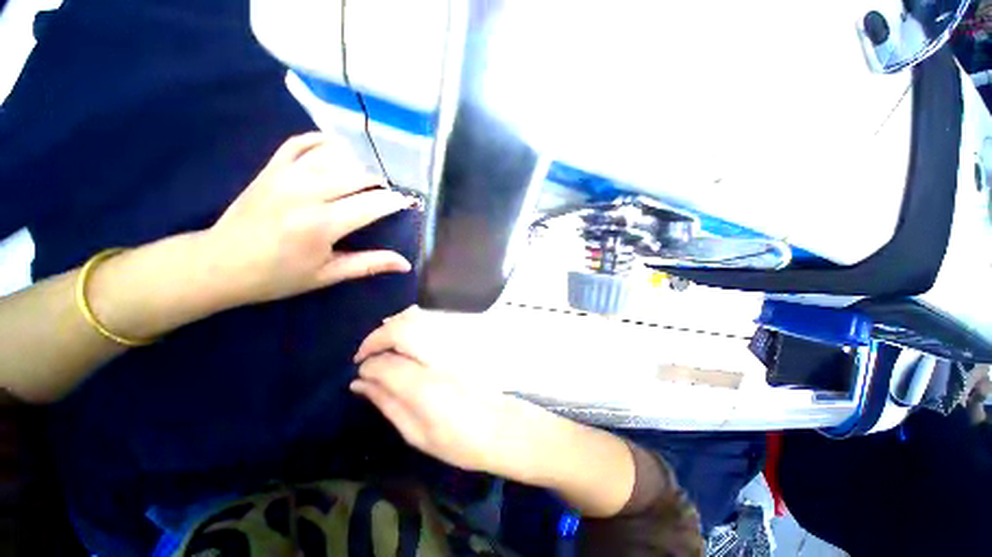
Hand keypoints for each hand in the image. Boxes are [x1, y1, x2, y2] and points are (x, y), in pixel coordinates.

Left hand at [200, 132, 411, 308]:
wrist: (220, 264)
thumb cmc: (278, 276)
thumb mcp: (328, 275)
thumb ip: (369, 265)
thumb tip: (405, 264)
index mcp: (321, 225)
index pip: (371, 205)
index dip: (394, 202)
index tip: (407, 202)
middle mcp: (306, 193)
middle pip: (356, 176)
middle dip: (379, 183)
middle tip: (388, 193)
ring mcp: (285, 176)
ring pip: (333, 157)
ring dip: (358, 164)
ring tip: (369, 176)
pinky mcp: (270, 169)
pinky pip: (299, 143)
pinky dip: (321, 141)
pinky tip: (337, 147)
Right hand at [352, 307, 555, 478]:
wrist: (501, 426)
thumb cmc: (458, 441)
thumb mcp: (415, 433)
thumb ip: (386, 402)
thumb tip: (358, 383)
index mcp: (422, 386)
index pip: (382, 363)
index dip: (366, 365)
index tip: (360, 374)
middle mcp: (435, 358)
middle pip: (399, 329)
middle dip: (376, 338)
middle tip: (366, 355)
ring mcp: (451, 346)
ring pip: (415, 320)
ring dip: (393, 327)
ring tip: (384, 346)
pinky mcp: (460, 342)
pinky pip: (430, 323)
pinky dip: (412, 325)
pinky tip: (406, 341)